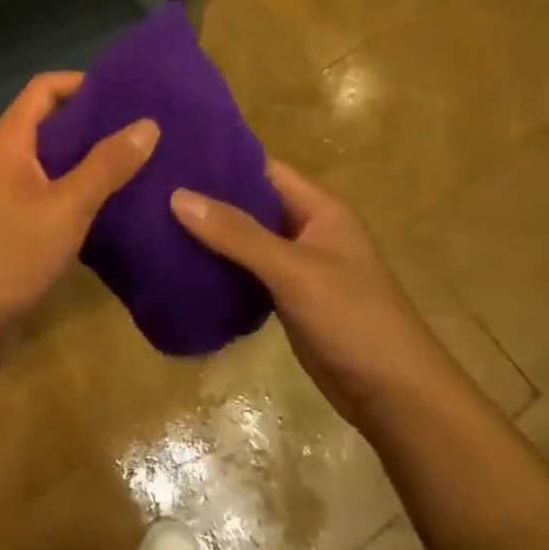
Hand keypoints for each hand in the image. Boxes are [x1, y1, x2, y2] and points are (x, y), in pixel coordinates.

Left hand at [0, 73, 157, 333]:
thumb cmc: (10, 254)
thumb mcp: (67, 206)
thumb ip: (107, 165)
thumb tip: (148, 124)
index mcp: (8, 141)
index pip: (44, 88)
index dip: (83, 83)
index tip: (126, 92)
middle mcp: (2, 158)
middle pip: (50, 123)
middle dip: (94, 122)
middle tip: (143, 127)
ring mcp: (4, 193)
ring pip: (53, 161)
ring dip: (89, 159)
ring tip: (139, 161)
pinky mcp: (11, 223)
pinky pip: (50, 191)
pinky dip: (79, 190)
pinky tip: (114, 203)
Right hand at [171, 160, 438, 417]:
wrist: (397, 398)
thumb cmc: (353, 319)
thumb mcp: (293, 270)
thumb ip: (237, 234)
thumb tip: (177, 196)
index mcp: (320, 208)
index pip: (263, 167)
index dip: (221, 158)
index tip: (172, 152)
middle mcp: (309, 229)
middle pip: (252, 202)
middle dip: (208, 195)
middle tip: (151, 185)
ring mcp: (299, 266)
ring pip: (246, 238)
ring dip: (211, 232)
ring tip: (155, 218)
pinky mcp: (289, 298)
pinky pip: (248, 270)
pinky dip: (220, 264)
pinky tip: (181, 262)